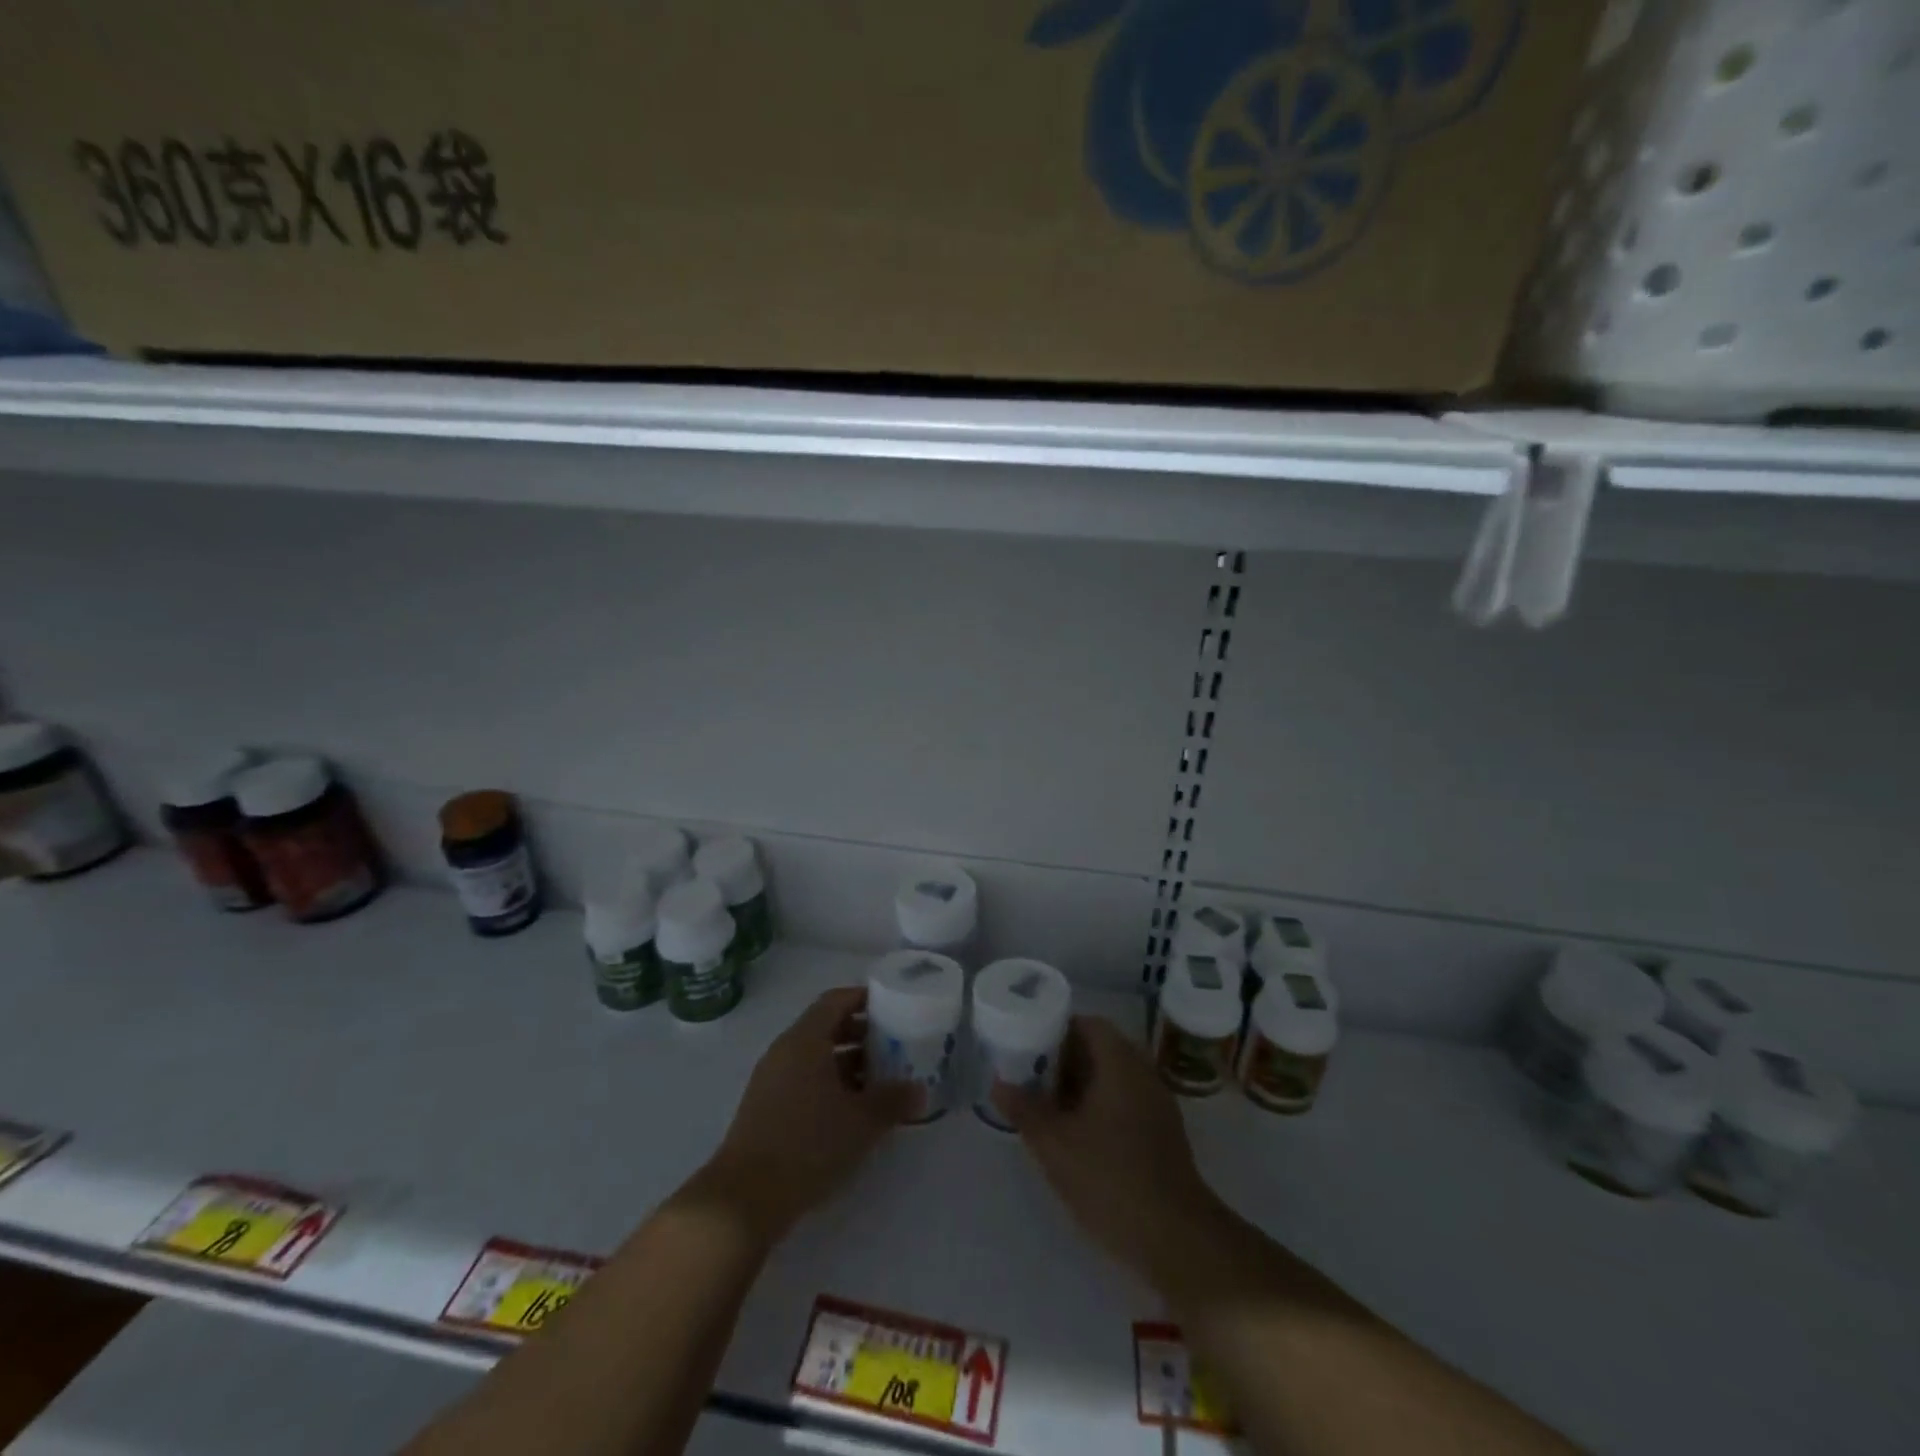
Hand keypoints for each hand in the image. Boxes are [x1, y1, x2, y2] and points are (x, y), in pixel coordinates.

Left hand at [688, 988, 912, 1245]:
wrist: (744, 1200)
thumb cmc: (807, 1145)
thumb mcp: (861, 1122)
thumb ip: (893, 1100)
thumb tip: (919, 1090)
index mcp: (805, 1040)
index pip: (836, 1000)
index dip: (864, 998)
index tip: (892, 1005)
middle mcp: (785, 1051)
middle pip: (826, 1026)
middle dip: (861, 1032)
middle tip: (894, 1043)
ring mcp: (772, 1079)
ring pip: (815, 1055)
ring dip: (847, 1061)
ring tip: (880, 1078)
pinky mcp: (766, 1107)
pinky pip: (803, 1078)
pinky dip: (830, 1082)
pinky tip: (852, 1108)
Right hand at [992, 1016, 1224, 1285]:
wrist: (1176, 1238)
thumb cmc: (1111, 1179)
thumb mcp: (1055, 1145)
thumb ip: (1025, 1110)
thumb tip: (999, 1083)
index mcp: (1120, 1063)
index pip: (1089, 1024)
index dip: (1057, 1029)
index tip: (1029, 1045)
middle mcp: (1143, 1073)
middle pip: (1101, 1049)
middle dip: (1065, 1060)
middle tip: (1032, 1077)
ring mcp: (1157, 1104)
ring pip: (1114, 1078)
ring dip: (1082, 1086)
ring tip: (1048, 1107)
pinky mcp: (1163, 1134)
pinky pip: (1126, 1102)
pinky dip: (1100, 1107)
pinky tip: (1077, 1136)